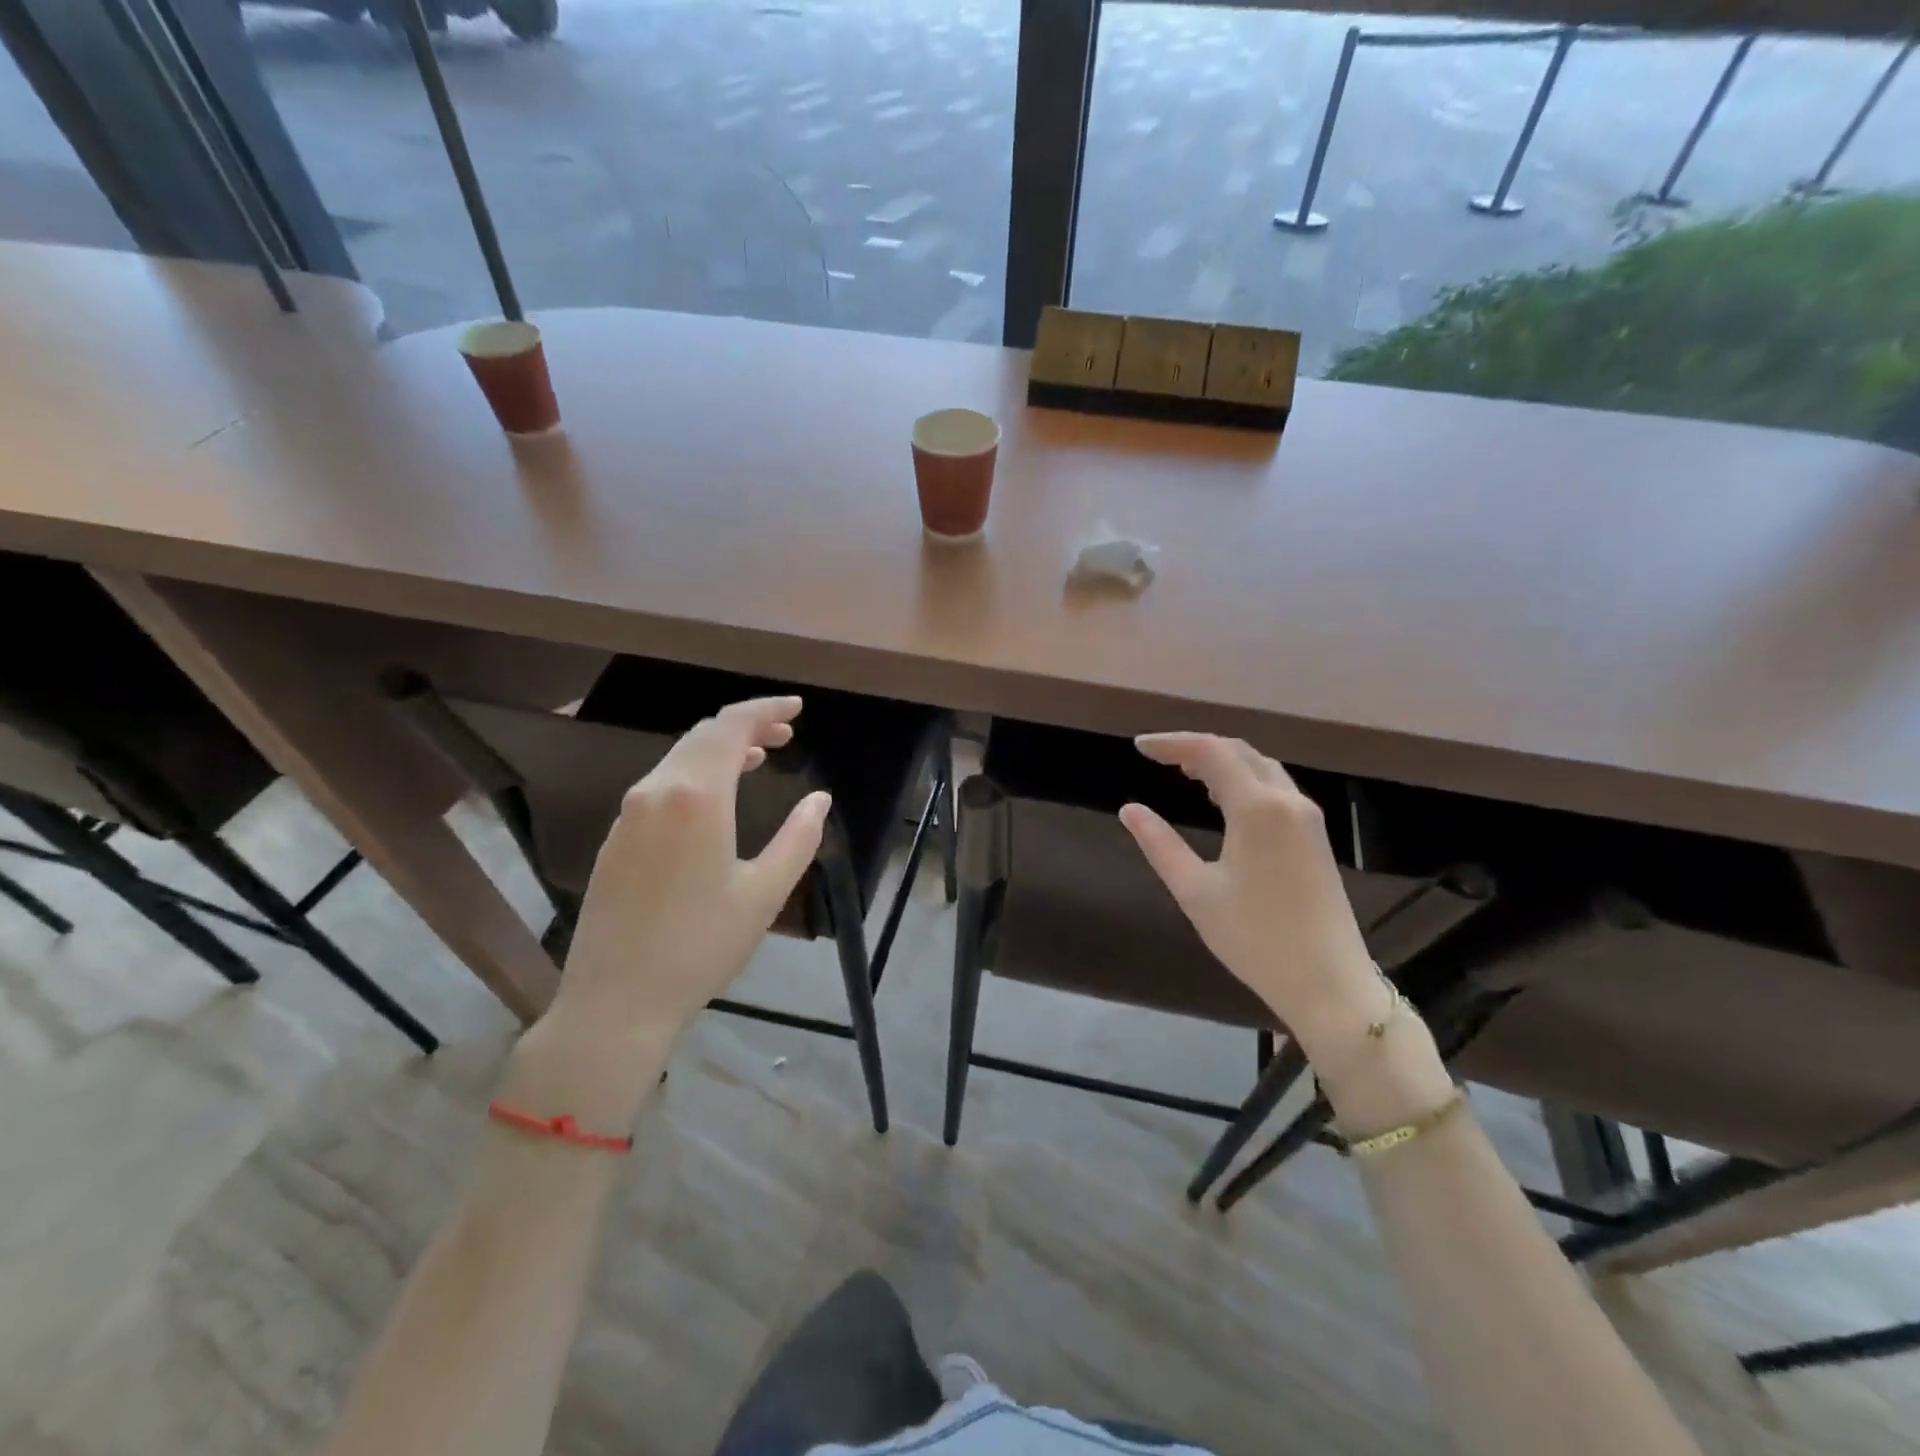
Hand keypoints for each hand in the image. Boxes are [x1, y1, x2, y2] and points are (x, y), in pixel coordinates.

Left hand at [522, 698, 829, 1114]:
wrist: (616, 1001)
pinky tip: (716, 797)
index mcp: (696, 797)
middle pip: (703, 735)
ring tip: (759, 757)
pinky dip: (696, 773)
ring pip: (680, 758)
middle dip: (747, 726)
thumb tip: (820, 799)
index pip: (731, 727)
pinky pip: (662, 784)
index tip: (796, 709)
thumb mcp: (764, 893)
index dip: (765, 710)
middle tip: (786, 735)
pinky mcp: (616, 838)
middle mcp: (656, 791)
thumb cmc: (701, 946)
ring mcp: (629, 814)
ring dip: (721, 749)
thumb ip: (799, 838)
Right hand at [1118, 734, 1379, 1061]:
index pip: (1210, 752)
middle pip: (1239, 751)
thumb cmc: (1255, 939)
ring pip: (1261, 768)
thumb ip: (1160, 844)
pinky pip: (1274, 789)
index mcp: (1258, 808)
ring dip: (1222, 762)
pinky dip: (1242, 781)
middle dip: (1196, 747)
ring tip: (1184, 773)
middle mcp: (1288, 801)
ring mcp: (1307, 818)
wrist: (1328, 983)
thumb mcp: (1195, 892)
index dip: (1172, 743)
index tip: (1139, 747)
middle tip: (1158, 757)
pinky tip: (1221, 800)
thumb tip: (1129, 809)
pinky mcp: (1315, 837)